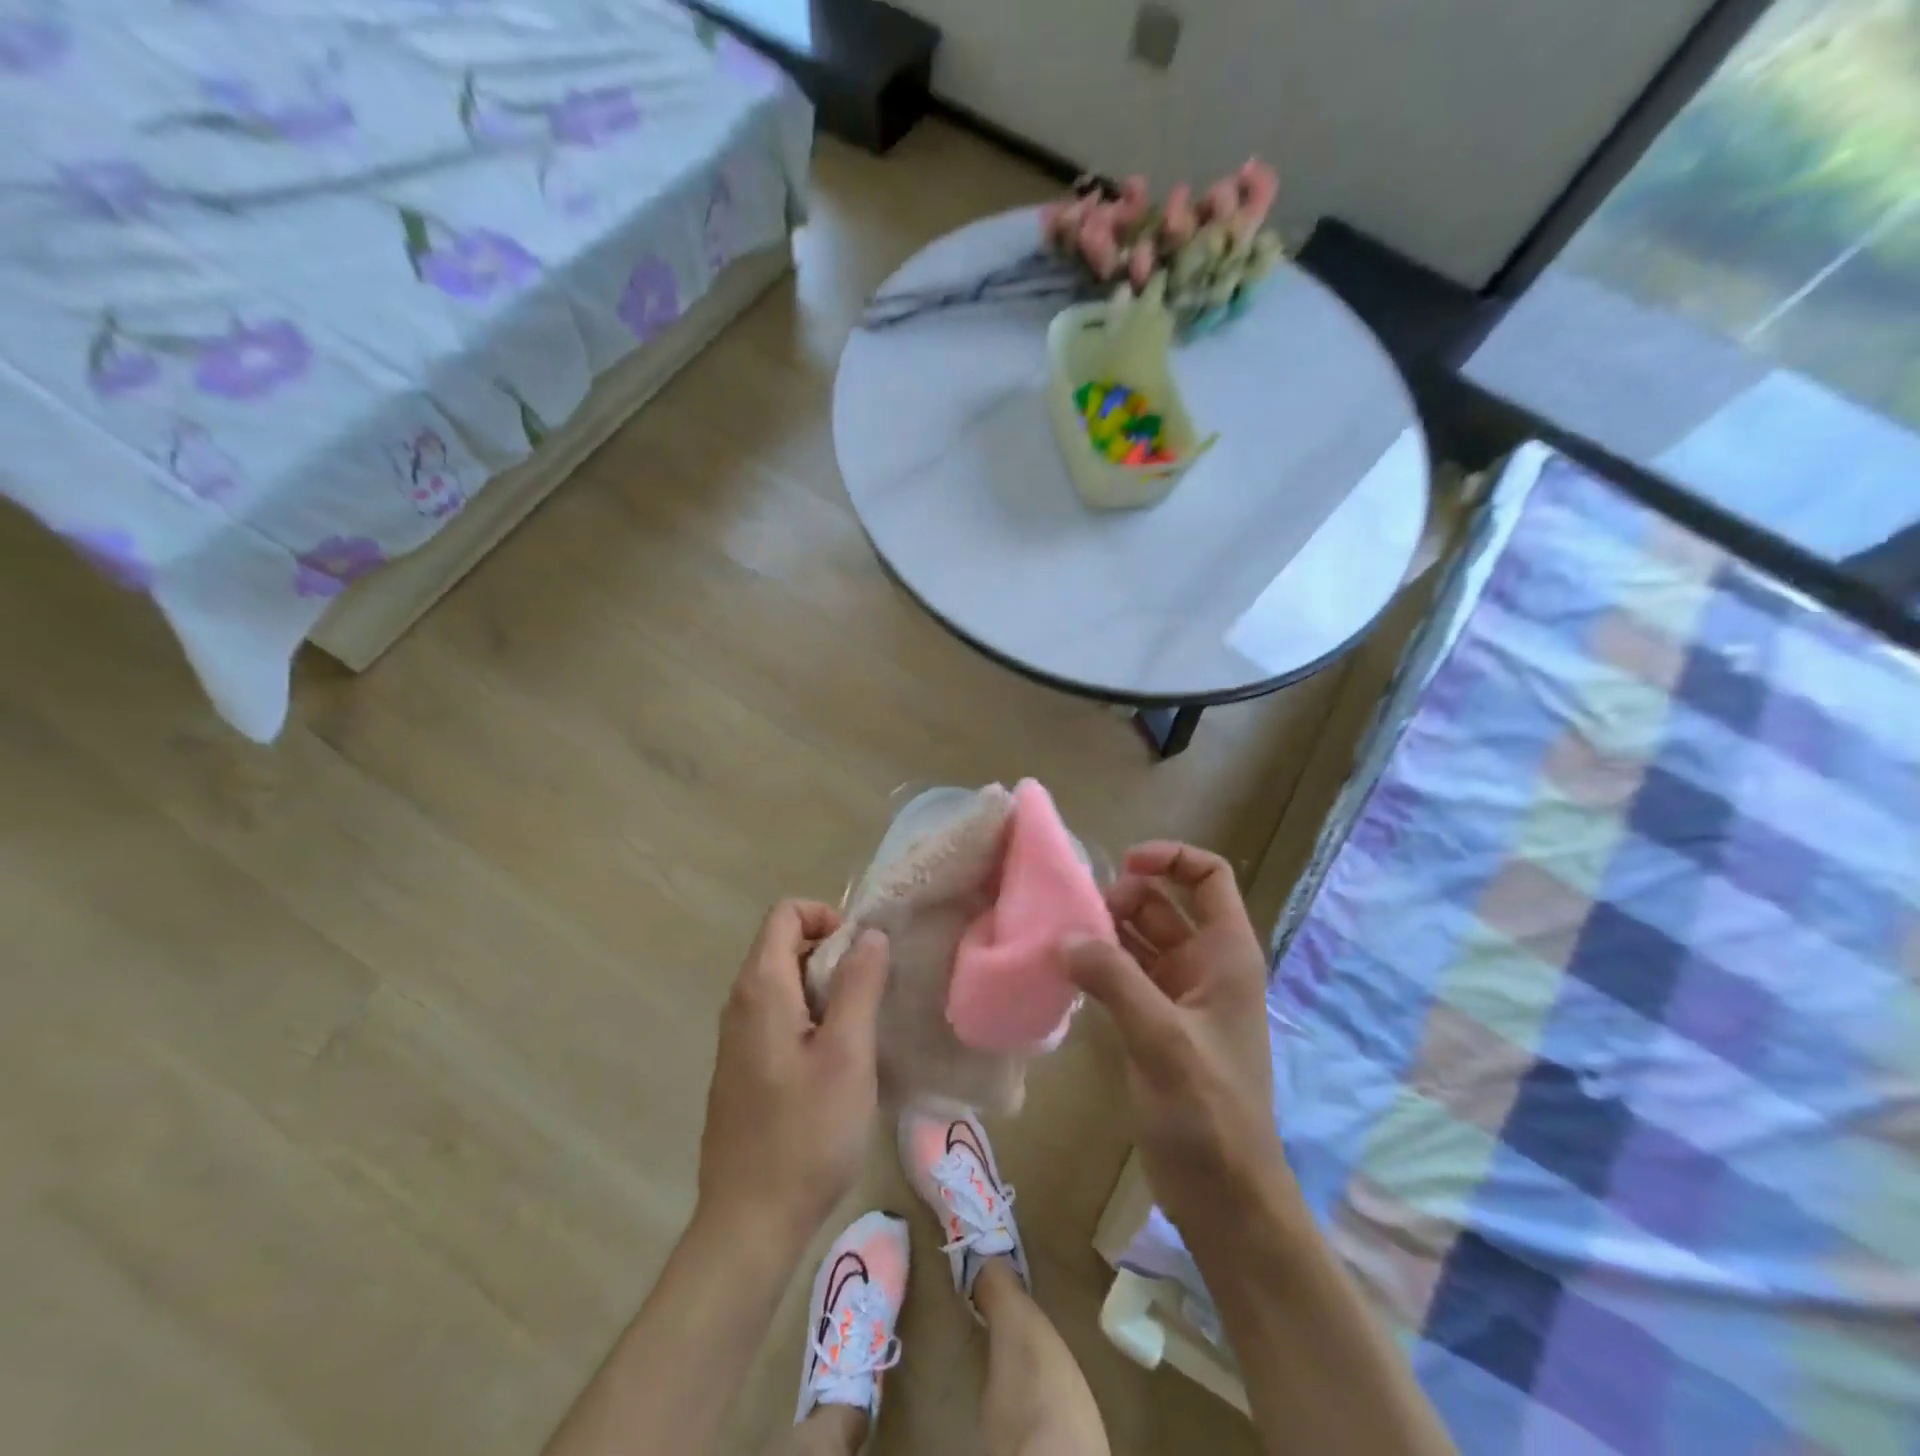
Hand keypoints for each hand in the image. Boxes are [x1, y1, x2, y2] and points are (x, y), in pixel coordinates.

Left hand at [697, 901, 889, 1247]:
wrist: (749, 1224)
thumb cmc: (806, 1134)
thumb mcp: (847, 1054)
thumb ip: (859, 985)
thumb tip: (869, 934)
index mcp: (760, 989)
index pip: (785, 914)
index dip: (827, 916)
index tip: (863, 953)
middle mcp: (740, 1004)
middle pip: (785, 946)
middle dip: (833, 954)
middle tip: (874, 992)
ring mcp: (738, 1039)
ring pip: (785, 985)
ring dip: (827, 989)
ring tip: (864, 1026)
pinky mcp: (744, 1069)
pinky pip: (779, 1018)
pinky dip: (812, 1018)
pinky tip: (839, 1062)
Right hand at [1063, 842, 1284, 1230]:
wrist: (1224, 1196)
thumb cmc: (1208, 1112)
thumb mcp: (1163, 1039)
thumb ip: (1114, 980)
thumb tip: (1064, 936)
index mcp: (1226, 955)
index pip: (1209, 877)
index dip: (1170, 858)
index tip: (1122, 864)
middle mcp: (1204, 965)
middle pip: (1162, 904)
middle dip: (1120, 900)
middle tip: (1076, 920)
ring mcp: (1178, 995)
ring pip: (1138, 939)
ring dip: (1103, 934)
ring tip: (1059, 939)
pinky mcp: (1154, 1023)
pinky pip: (1123, 975)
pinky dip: (1098, 967)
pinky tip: (1064, 973)